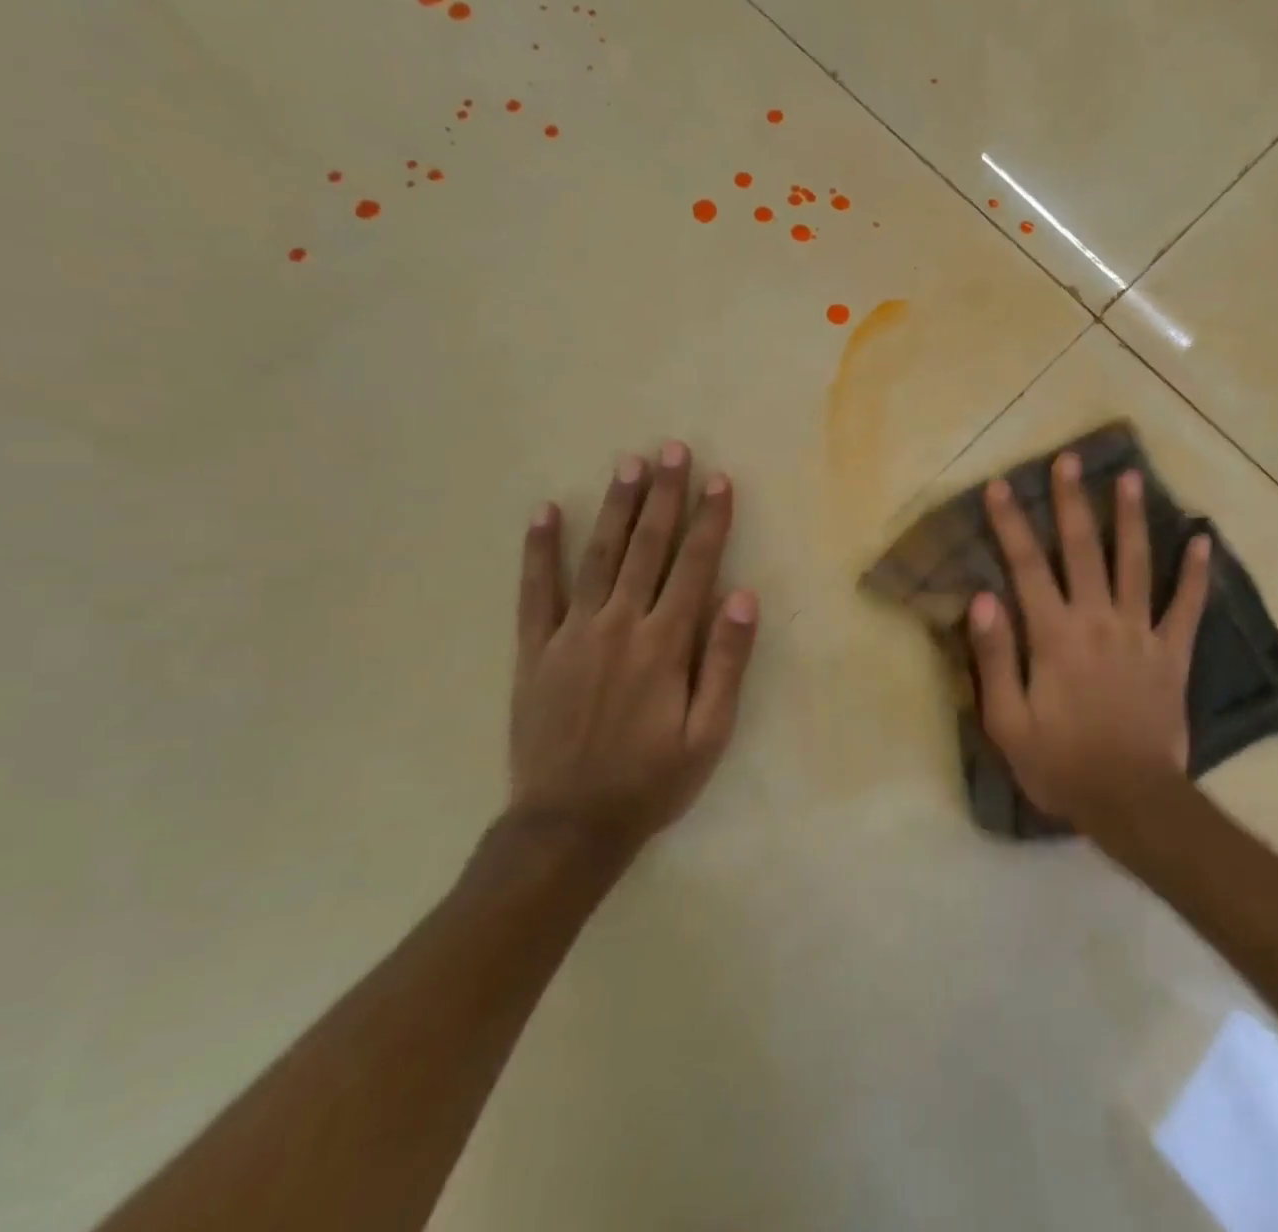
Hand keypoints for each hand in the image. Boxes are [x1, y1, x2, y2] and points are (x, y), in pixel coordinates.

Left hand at [507, 442, 758, 852]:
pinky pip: (535, 591)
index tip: (719, 480)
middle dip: (664, 496)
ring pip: (598, 556)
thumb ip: (725, 661)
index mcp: (665, 644)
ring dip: (616, 507)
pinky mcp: (535, 650)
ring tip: (628, 464)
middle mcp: (619, 625)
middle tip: (672, 450)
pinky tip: (546, 511)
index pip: (694, 566)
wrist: (568, 826)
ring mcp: (572, 634)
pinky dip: (539, 549)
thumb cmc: (652, 780)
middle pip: (647, 548)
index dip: (710, 521)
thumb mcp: (709, 732)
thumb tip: (742, 595)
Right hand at [967, 453, 1209, 834]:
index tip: (1001, 486)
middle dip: (1072, 501)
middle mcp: (1098, 620)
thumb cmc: (1060, 764)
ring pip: (1135, 563)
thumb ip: (994, 656)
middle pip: (1082, 550)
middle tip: (1069, 459)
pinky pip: (1187, 606)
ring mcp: (1140, 633)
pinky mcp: (1173, 653)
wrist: (1131, 801)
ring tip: (1130, 477)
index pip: (1026, 567)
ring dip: (1130, 518)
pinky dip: (1196, 572)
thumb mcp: (1007, 721)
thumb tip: (982, 597)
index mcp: (1054, 635)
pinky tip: (1203, 538)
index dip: (1011, 524)